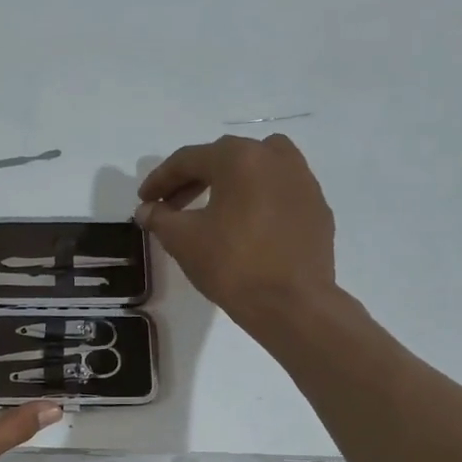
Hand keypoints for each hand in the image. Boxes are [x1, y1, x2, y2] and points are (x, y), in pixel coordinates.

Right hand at [137, 134, 341, 338]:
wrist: (292, 303)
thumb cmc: (232, 265)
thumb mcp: (183, 240)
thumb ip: (160, 218)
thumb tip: (147, 210)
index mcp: (240, 158)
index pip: (189, 159)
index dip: (160, 179)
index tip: (144, 200)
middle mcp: (276, 157)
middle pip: (224, 158)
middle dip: (193, 180)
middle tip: (171, 206)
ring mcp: (303, 181)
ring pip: (258, 168)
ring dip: (229, 182)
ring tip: (211, 209)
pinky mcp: (317, 208)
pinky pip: (279, 192)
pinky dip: (256, 199)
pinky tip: (245, 227)